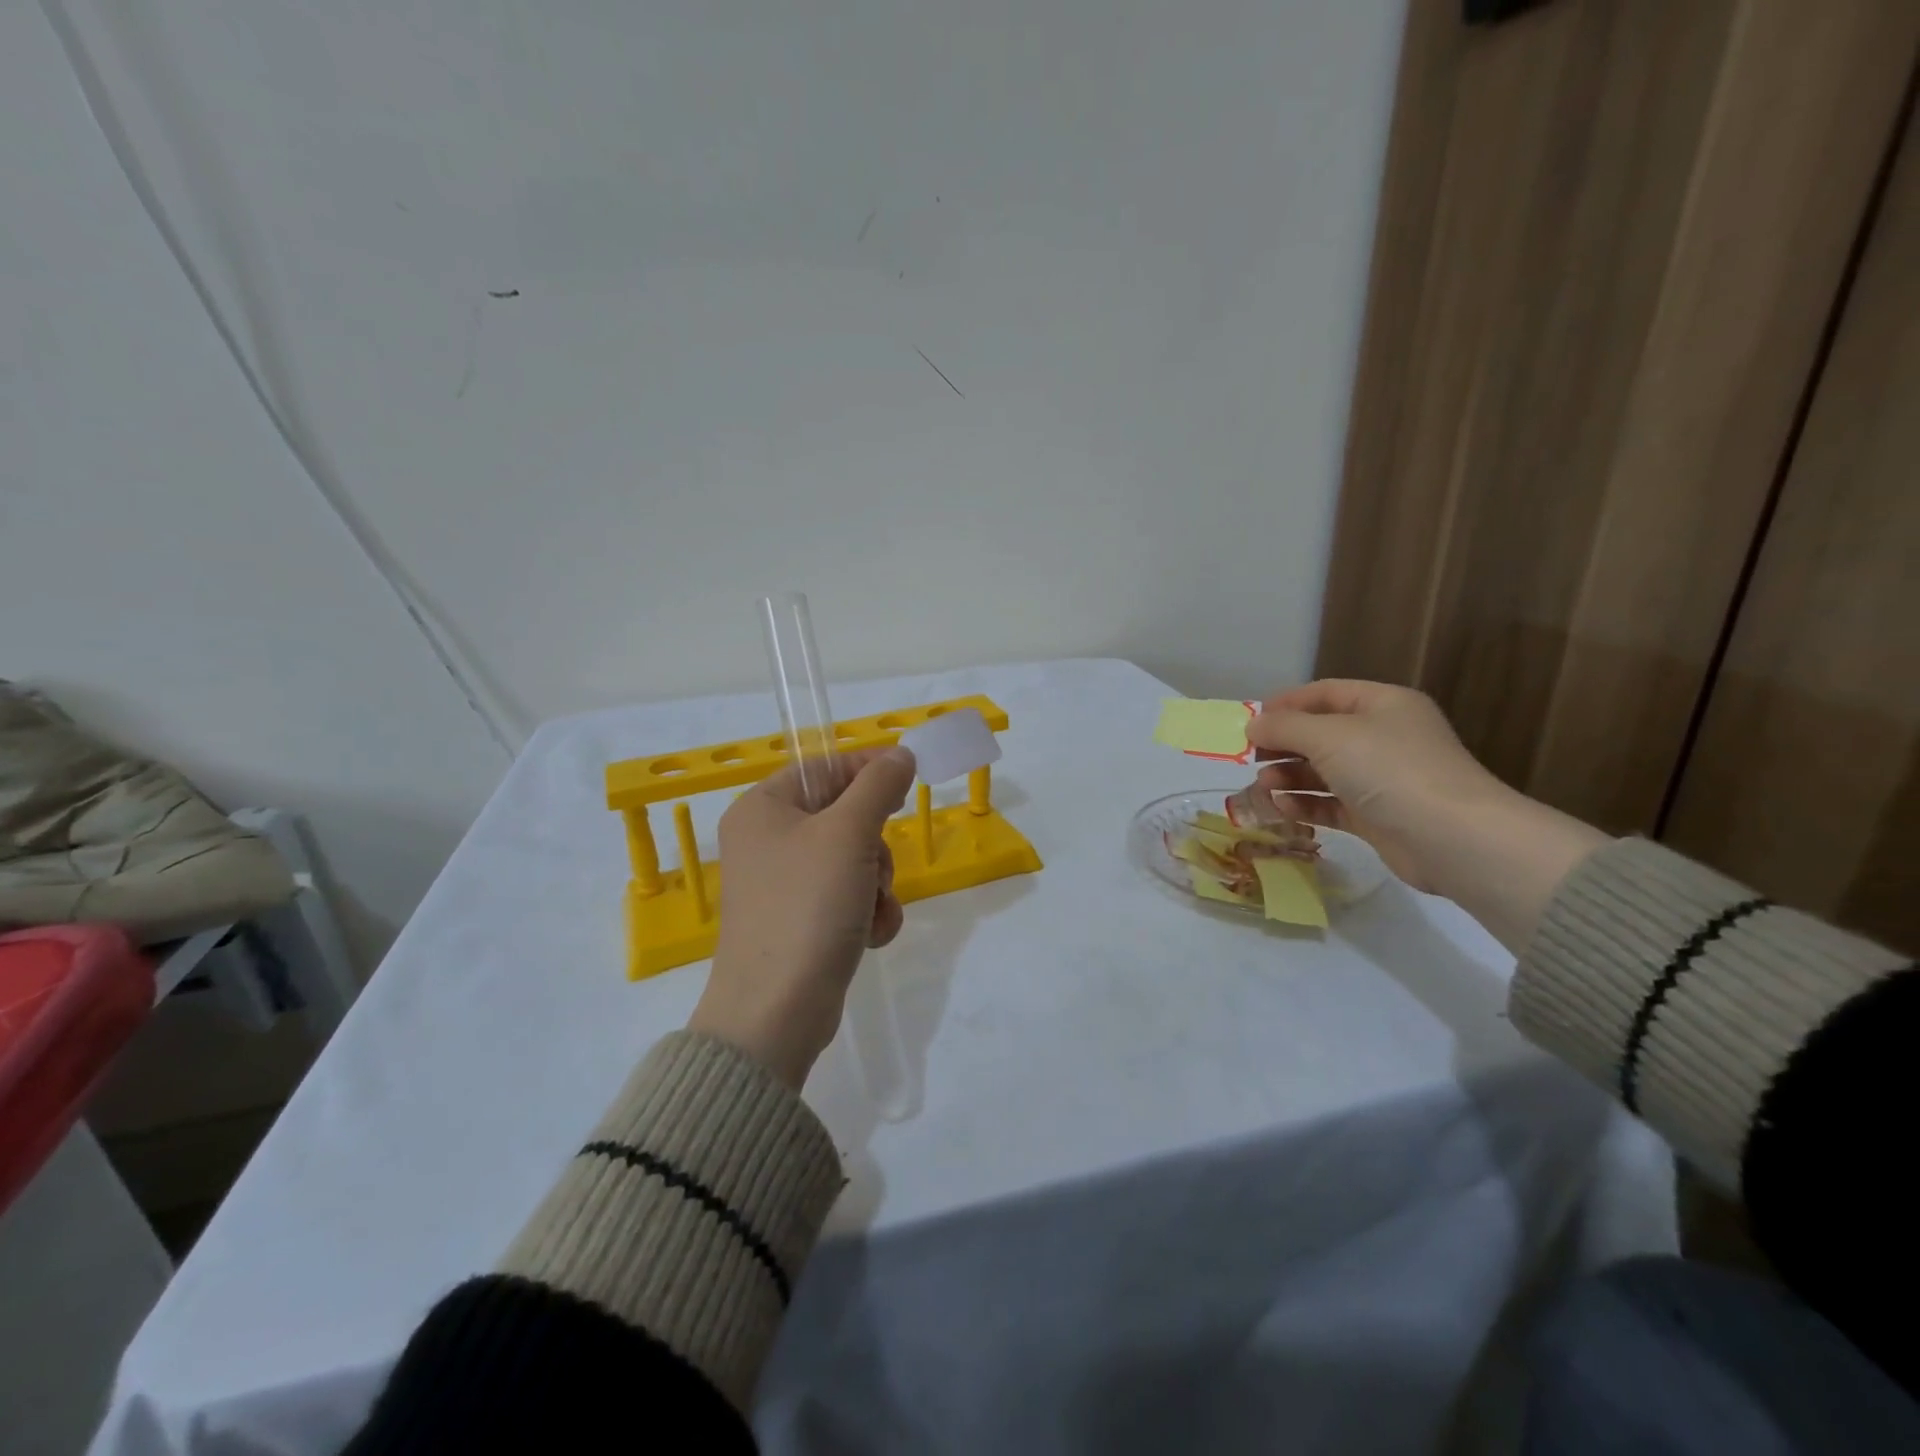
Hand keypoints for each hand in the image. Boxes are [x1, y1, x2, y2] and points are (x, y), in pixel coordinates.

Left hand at [689, 747, 916, 1088]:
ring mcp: (783, 884)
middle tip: (875, 867)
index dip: (869, 769)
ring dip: (877, 883)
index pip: (824, 767)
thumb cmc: (807, 906)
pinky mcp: (800, 921)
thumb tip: (900, 754)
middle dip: (874, 844)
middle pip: (844, 816)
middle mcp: (767, 840)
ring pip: (854, 859)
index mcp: (763, 808)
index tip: (909, 777)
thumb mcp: (848, 834)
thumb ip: (878, 785)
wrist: (776, 1011)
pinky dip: (867, 911)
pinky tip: (870, 934)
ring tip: (871, 910)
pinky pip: (847, 896)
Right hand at [1246, 681, 1608, 951]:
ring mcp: (1382, 779)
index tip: (1251, 721)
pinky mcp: (1377, 817)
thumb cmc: (1390, 770)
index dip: (1286, 703)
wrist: (1453, 838)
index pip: (1325, 693)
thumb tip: (1253, 725)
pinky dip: (1305, 804)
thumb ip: (1284, 727)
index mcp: (1382, 705)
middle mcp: (1384, 737)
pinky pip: (1331, 803)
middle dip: (1283, 744)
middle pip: (1321, 733)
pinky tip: (1281, 808)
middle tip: (1250, 757)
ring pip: (1323, 771)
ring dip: (1289, 776)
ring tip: (1263, 786)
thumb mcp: (1329, 736)